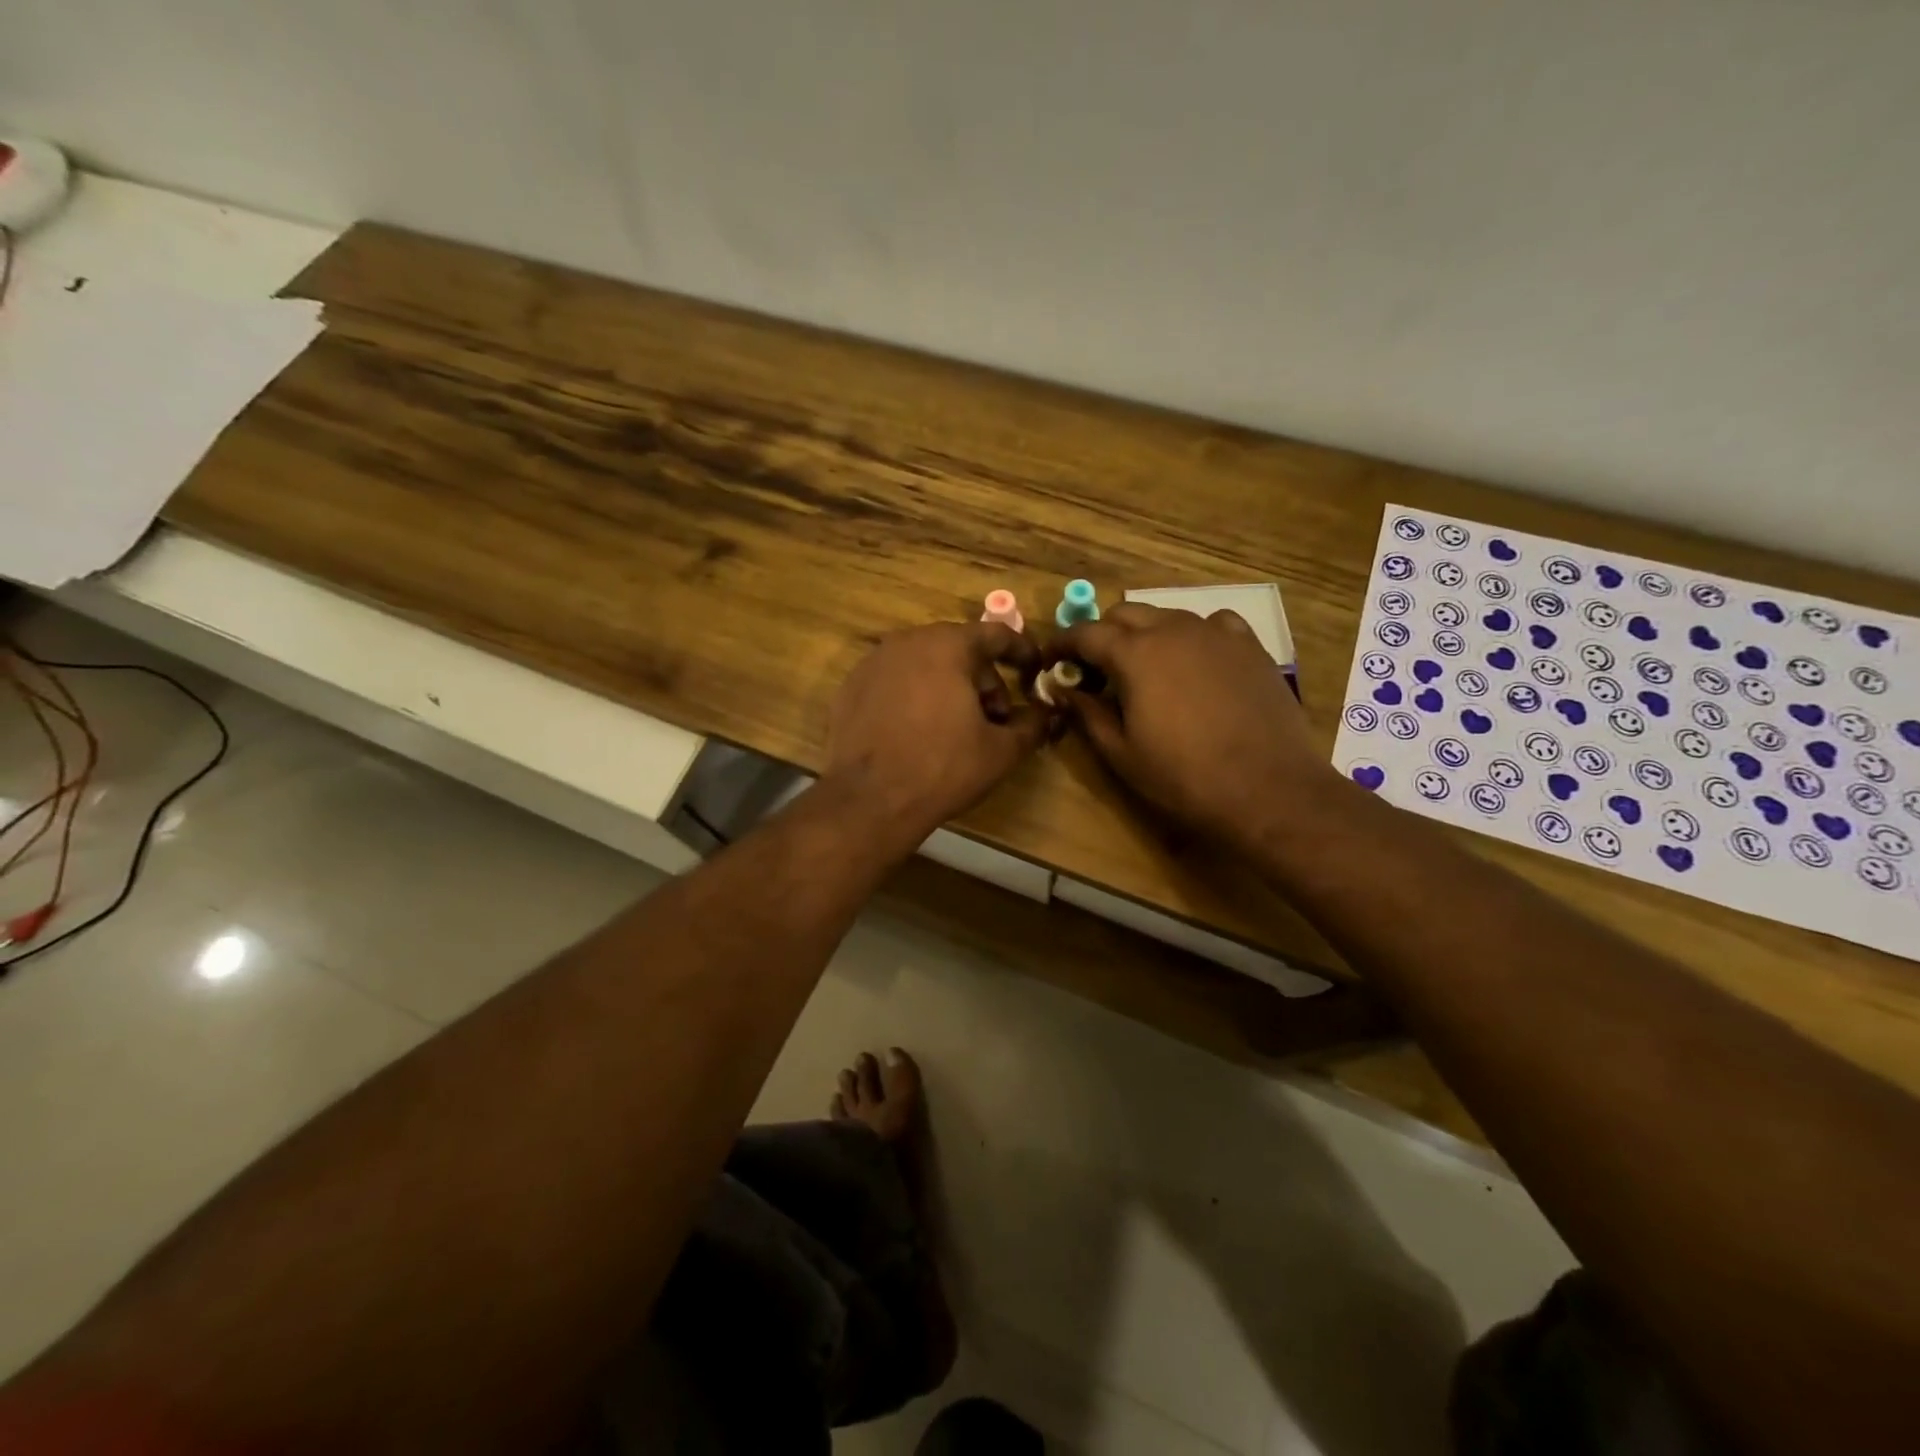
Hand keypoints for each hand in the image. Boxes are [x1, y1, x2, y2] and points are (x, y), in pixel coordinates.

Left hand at [823, 621, 1046, 852]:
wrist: (869, 801)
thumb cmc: (942, 768)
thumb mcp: (1001, 751)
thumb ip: (1031, 725)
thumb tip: (1044, 714)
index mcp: (947, 646)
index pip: (994, 634)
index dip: (1021, 650)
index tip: (1035, 668)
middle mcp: (907, 642)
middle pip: (958, 649)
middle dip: (983, 679)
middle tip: (994, 718)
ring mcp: (873, 663)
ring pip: (924, 665)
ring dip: (948, 687)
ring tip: (956, 728)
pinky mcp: (851, 687)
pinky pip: (895, 682)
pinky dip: (914, 697)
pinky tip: (917, 733)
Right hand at [1050, 604, 1328, 847]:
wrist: (1268, 789)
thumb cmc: (1184, 777)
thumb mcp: (1121, 753)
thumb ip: (1087, 714)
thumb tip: (1063, 690)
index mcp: (1135, 654)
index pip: (1086, 633)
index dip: (1062, 644)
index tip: (1050, 660)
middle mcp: (1173, 629)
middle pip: (1125, 614)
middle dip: (1102, 635)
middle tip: (1093, 670)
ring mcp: (1216, 633)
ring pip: (1167, 616)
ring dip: (1145, 634)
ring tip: (1143, 668)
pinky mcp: (1250, 646)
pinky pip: (1212, 624)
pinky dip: (1192, 635)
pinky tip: (1195, 661)